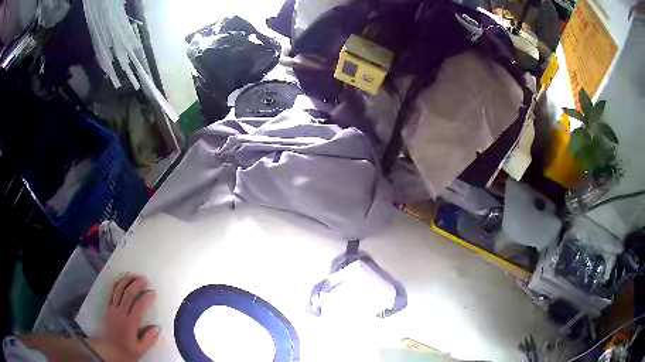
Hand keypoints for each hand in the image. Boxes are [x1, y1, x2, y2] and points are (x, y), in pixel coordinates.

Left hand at [90, 273, 159, 361]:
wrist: (109, 349)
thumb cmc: (126, 351)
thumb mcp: (140, 350)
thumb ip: (149, 339)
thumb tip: (158, 328)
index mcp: (130, 323)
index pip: (138, 307)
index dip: (145, 298)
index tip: (152, 292)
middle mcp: (121, 313)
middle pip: (128, 295)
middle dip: (136, 285)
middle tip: (144, 278)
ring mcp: (113, 309)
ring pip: (119, 291)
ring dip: (126, 281)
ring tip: (133, 274)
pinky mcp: (109, 308)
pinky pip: (112, 293)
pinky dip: (116, 285)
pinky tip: (121, 280)